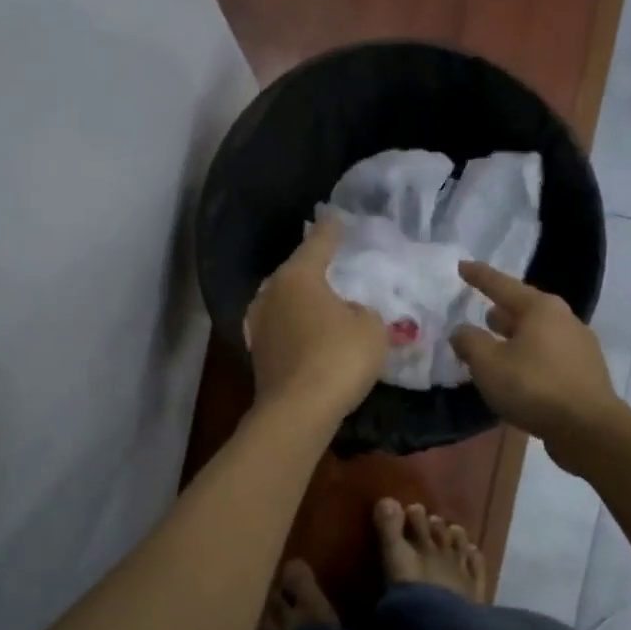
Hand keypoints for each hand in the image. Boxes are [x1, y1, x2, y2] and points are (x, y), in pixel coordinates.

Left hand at [245, 220, 389, 419]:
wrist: (297, 411)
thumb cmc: (338, 357)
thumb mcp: (371, 328)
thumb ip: (364, 312)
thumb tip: (350, 313)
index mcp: (298, 276)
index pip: (318, 242)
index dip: (331, 230)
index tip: (336, 218)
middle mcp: (271, 293)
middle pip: (296, 272)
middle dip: (314, 268)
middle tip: (334, 263)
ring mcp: (260, 324)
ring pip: (285, 301)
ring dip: (303, 301)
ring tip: (323, 301)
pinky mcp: (259, 353)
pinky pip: (284, 328)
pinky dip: (298, 327)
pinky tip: (311, 335)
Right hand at [450, 263, 622, 463]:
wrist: (589, 429)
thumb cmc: (534, 387)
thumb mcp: (488, 364)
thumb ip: (469, 342)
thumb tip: (462, 331)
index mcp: (540, 308)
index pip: (501, 285)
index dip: (479, 276)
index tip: (462, 266)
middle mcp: (564, 319)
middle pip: (525, 308)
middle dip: (502, 311)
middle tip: (481, 314)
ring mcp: (580, 346)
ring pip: (538, 334)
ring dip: (516, 338)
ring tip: (497, 347)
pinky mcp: (585, 372)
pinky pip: (549, 356)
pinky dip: (530, 358)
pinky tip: (519, 375)